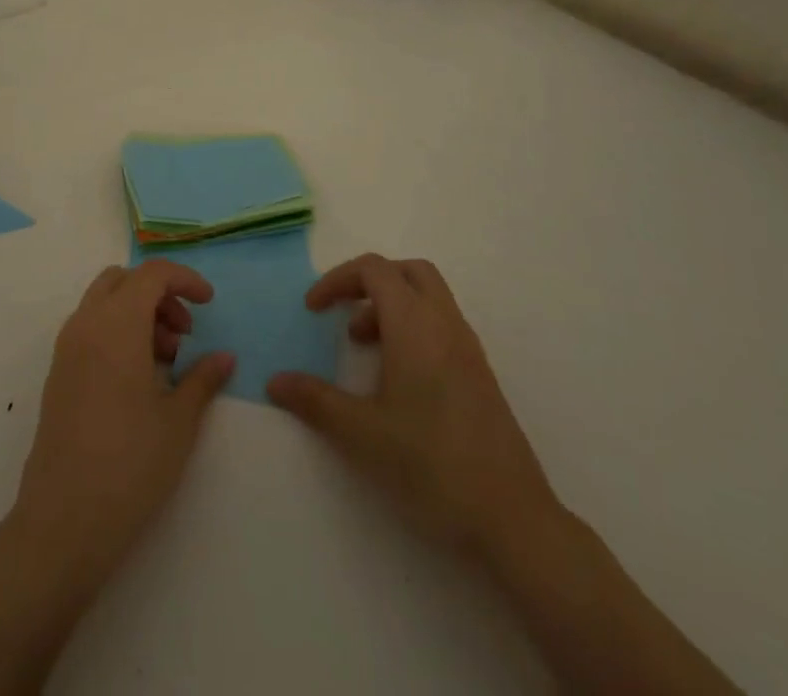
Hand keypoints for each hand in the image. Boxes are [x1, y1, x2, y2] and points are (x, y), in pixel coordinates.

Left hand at [10, 261, 235, 591]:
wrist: (63, 522)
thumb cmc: (129, 464)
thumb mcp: (179, 421)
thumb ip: (203, 378)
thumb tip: (224, 357)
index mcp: (117, 324)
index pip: (152, 274)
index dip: (185, 279)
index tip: (209, 304)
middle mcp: (86, 324)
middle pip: (124, 280)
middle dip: (159, 294)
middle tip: (184, 334)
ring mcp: (66, 349)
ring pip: (104, 302)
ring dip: (137, 313)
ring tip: (165, 361)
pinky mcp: (57, 374)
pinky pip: (90, 328)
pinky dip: (117, 332)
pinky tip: (138, 378)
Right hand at [268, 254, 564, 560]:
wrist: (512, 518)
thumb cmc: (431, 465)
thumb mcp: (362, 434)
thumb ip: (315, 401)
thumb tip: (275, 381)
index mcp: (415, 324)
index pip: (374, 269)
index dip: (338, 279)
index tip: (313, 310)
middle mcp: (445, 323)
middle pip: (407, 272)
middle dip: (370, 282)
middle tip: (343, 313)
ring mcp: (468, 348)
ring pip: (428, 297)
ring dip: (392, 306)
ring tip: (365, 348)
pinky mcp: (480, 374)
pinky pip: (442, 324)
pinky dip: (414, 328)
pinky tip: (399, 379)